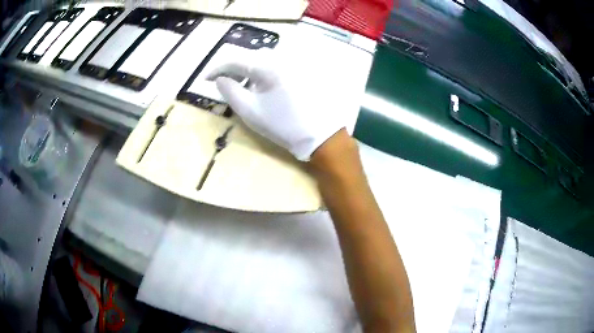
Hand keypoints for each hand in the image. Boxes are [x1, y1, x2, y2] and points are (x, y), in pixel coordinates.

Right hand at [207, 50, 344, 160]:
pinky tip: (264, 86)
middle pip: (249, 57)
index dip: (216, 69)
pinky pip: (278, 64)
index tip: (206, 80)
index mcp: (266, 65)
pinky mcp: (303, 69)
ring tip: (245, 88)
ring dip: (250, 70)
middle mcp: (281, 56)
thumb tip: (220, 79)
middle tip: (225, 85)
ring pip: (264, 59)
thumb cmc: (283, 125)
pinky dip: (265, 71)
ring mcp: (295, 61)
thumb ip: (230, 91)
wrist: (321, 135)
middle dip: (234, 69)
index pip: (234, 60)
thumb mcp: (250, 111)